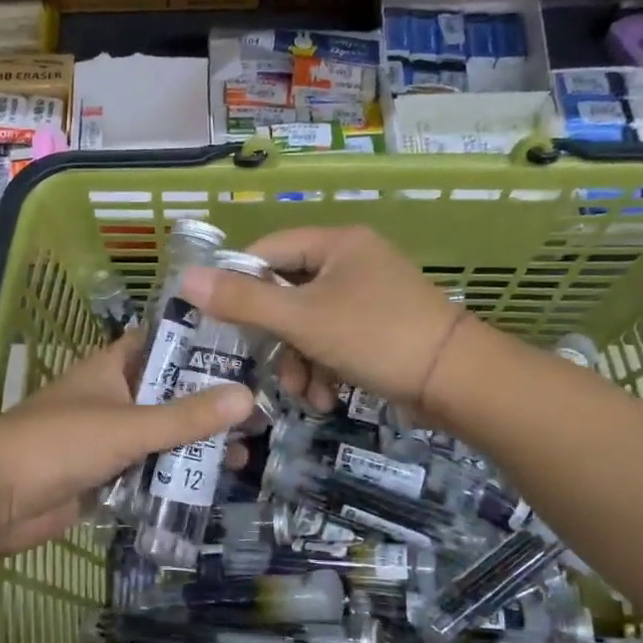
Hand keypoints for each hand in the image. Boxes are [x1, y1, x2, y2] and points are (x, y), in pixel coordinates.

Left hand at [0, 336, 254, 554]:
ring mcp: (105, 439)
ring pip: (159, 436)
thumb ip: (186, 416)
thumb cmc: (59, 444)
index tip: (243, 349)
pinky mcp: (102, 476)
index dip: (196, 343)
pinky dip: (172, 476)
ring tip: (246, 452)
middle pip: (166, 394)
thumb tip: (247, 396)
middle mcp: (109, 398)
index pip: (158, 343)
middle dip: (206, 404)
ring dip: (193, 445)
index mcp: (109, 369)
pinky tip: (211, 483)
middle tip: (258, 412)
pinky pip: (146, 471)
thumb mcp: (129, 425)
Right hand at [179, 225, 466, 414]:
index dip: (239, 283)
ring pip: (309, 325)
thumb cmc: (375, 336)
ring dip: (299, 362)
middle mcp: (352, 262)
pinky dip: (324, 369)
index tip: (219, 320)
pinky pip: (334, 341)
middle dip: (276, 339)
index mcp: (336, 244)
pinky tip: (326, 398)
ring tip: (303, 394)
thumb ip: (243, 301)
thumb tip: (185, 278)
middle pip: (288, 293)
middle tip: (265, 367)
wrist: (457, 380)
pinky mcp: (379, 329)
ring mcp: (368, 297)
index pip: (268, 251)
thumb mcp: (302, 319)